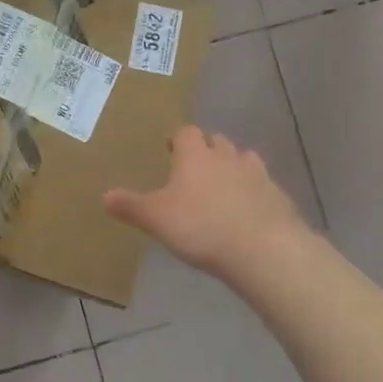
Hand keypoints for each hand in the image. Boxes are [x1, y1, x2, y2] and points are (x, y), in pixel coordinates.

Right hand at [105, 126, 310, 282]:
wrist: (262, 249)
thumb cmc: (200, 227)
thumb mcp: (155, 219)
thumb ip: (130, 206)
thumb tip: (104, 195)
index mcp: (195, 156)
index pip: (186, 132)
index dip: (177, 139)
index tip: (171, 150)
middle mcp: (227, 157)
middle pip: (217, 141)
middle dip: (206, 150)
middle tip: (194, 169)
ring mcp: (257, 175)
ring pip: (243, 159)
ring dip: (233, 166)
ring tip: (223, 187)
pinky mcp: (278, 196)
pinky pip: (263, 186)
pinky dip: (254, 192)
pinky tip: (247, 211)